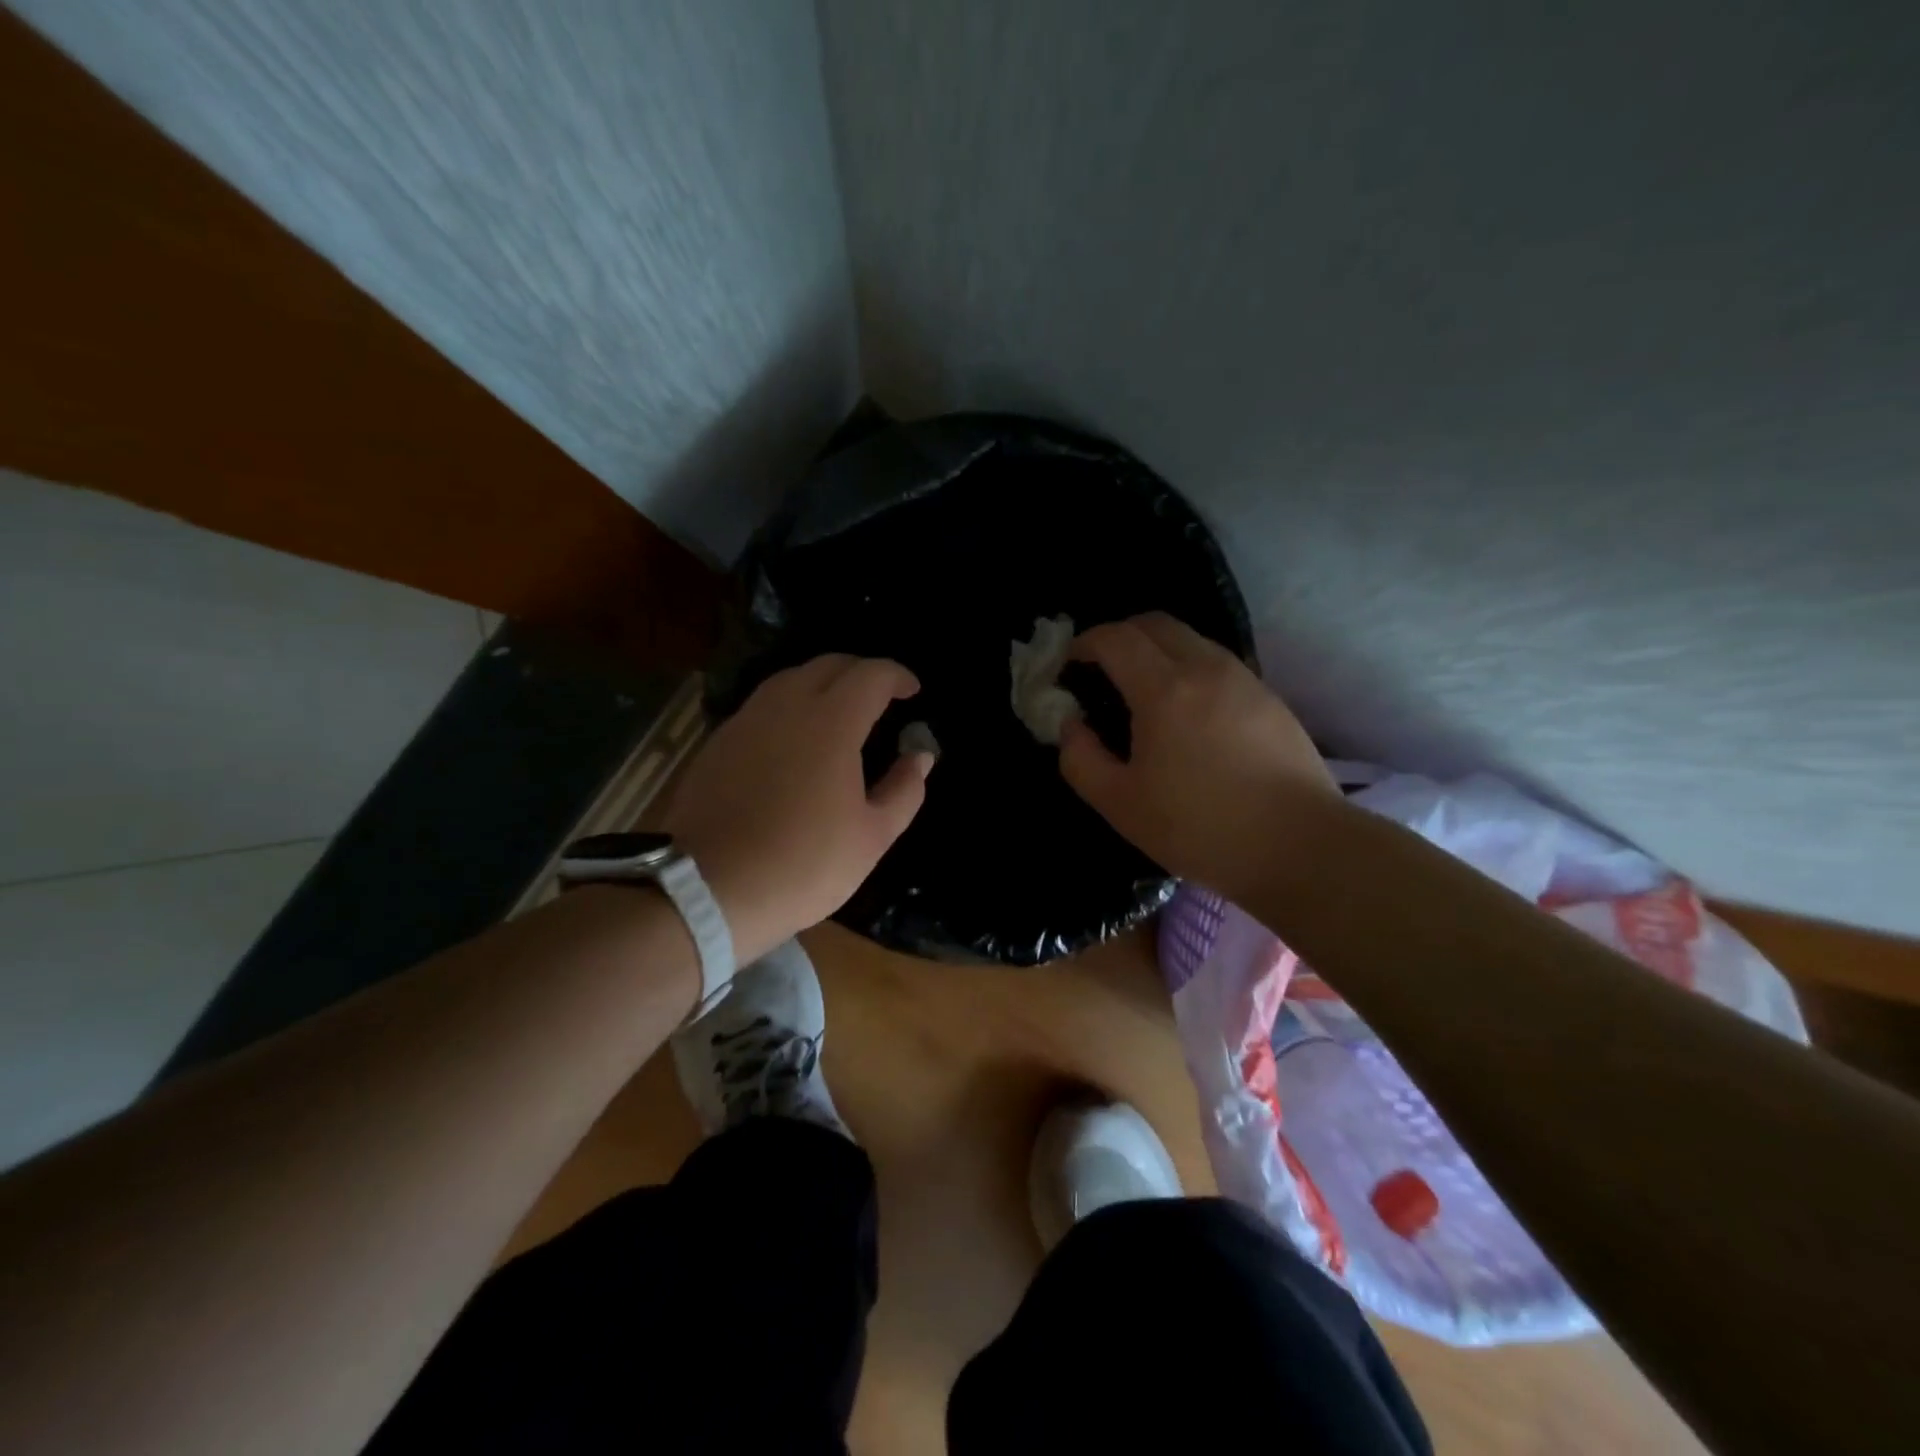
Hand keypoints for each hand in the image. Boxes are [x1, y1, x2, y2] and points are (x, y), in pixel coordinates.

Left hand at [664, 655, 931, 964]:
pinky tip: (795, 738)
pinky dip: (790, 706)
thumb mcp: (872, 837)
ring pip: (790, 679)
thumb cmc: (803, 864)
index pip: (871, 675)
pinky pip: (763, 705)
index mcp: (831, 722)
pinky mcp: (718, 741)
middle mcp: (786, 706)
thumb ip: (904, 789)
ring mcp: (746, 720)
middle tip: (881, 696)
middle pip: (829, 664)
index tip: (913, 691)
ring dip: (823, 683)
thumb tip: (920, 756)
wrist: (707, 889)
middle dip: (862, 672)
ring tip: (840, 712)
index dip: (897, 676)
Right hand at [1059, 613, 1338, 902]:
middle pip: (1155, 623)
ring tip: (1142, 690)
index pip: (1116, 638)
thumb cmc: (1200, 827)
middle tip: (1100, 669)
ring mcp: (1244, 679)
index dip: (1084, 644)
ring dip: (1157, 649)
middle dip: (1119, 635)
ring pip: (1191, 639)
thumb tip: (1071, 725)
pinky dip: (1188, 668)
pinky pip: (1217, 662)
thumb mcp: (1120, 804)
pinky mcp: (1269, 698)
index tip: (1068, 666)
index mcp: (1164, 690)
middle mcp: (1206, 668)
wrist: (1300, 847)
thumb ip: (1081, 759)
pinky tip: (1186, 712)